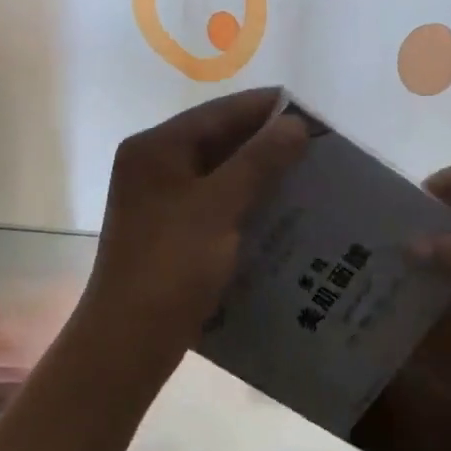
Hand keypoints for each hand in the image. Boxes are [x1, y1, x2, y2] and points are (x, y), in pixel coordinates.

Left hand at [80, 88, 306, 360]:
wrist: (130, 340)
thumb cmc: (171, 266)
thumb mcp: (218, 207)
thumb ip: (259, 161)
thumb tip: (297, 123)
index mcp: (156, 147)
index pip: (222, 112)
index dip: (270, 110)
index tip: (317, 118)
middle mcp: (155, 165)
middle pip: (220, 139)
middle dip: (269, 144)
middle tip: (321, 152)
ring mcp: (162, 200)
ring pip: (222, 173)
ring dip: (262, 175)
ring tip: (310, 180)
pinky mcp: (172, 230)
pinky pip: (217, 203)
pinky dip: (248, 203)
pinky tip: (283, 213)